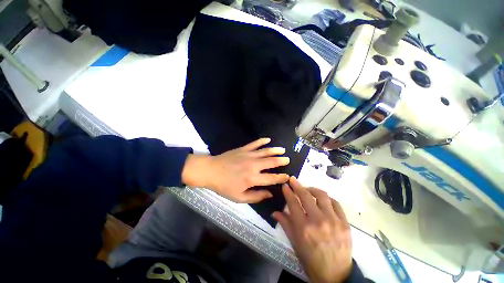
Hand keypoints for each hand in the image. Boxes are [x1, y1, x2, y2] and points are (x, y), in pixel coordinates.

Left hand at [182, 138, 289, 202]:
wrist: (211, 171)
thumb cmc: (224, 186)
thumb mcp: (239, 197)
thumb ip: (256, 196)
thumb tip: (269, 194)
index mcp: (253, 178)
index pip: (272, 178)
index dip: (281, 178)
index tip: (288, 176)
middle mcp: (253, 165)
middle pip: (271, 162)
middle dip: (281, 161)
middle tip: (287, 159)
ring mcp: (248, 155)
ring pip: (265, 151)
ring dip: (275, 150)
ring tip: (282, 149)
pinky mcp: (243, 149)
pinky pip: (255, 143)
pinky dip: (262, 141)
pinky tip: (268, 139)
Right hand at [273, 177, 351, 282]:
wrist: (336, 275)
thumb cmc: (311, 260)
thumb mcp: (295, 244)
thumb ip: (285, 224)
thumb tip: (275, 212)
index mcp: (303, 228)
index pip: (293, 203)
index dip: (288, 192)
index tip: (285, 185)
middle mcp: (318, 221)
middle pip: (306, 195)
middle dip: (297, 185)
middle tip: (293, 180)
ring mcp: (333, 221)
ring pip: (322, 195)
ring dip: (312, 189)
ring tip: (307, 189)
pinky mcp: (345, 223)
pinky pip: (335, 203)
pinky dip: (327, 198)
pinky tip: (322, 199)